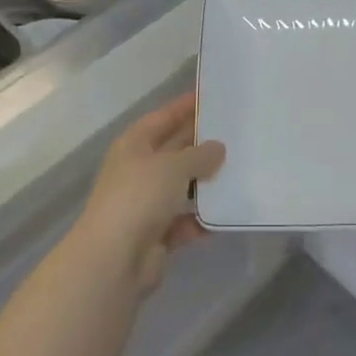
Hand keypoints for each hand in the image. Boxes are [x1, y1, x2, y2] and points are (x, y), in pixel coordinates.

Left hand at [75, 92, 224, 292]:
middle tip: (237, 133)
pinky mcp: (157, 234)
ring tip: (241, 170)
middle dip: (202, 144)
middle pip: (174, 150)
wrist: (113, 260)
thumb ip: (199, 155)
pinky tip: (229, 212)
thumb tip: (218, 148)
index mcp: (134, 145)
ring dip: (206, 182)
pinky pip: (186, 220)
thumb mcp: (173, 166)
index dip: (186, 105)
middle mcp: (139, 170)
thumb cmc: (139, 197)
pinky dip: (203, 218)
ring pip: (182, 186)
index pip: (164, 117)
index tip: (212, 96)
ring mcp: (146, 203)